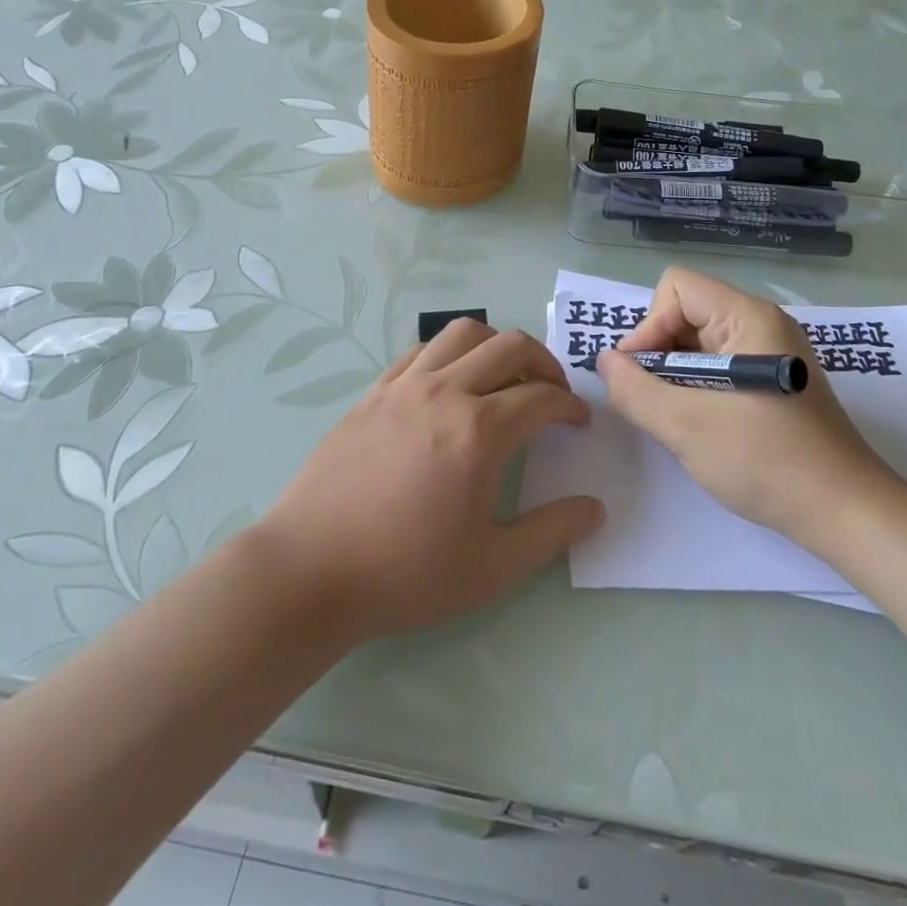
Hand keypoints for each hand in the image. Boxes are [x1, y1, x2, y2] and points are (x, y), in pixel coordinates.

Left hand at [257, 320, 603, 642]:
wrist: (311, 569)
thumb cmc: (406, 572)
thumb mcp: (492, 567)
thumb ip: (551, 532)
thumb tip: (595, 508)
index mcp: (480, 431)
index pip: (542, 398)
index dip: (571, 405)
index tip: (579, 422)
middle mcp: (445, 391)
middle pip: (510, 346)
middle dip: (544, 362)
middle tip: (552, 393)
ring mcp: (404, 386)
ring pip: (462, 333)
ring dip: (495, 345)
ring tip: (503, 378)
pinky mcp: (373, 392)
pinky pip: (421, 350)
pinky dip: (449, 354)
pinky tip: (448, 386)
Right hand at [597, 267, 895, 541]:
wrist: (847, 514)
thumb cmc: (767, 461)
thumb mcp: (687, 426)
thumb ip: (635, 389)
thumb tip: (604, 362)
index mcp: (749, 317)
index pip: (677, 288)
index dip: (649, 325)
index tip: (641, 375)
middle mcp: (762, 324)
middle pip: (686, 311)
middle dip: (658, 352)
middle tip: (652, 400)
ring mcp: (771, 354)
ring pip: (700, 342)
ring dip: (675, 374)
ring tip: (674, 417)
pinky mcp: (775, 382)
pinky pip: (719, 365)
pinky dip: (697, 388)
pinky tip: (698, 425)